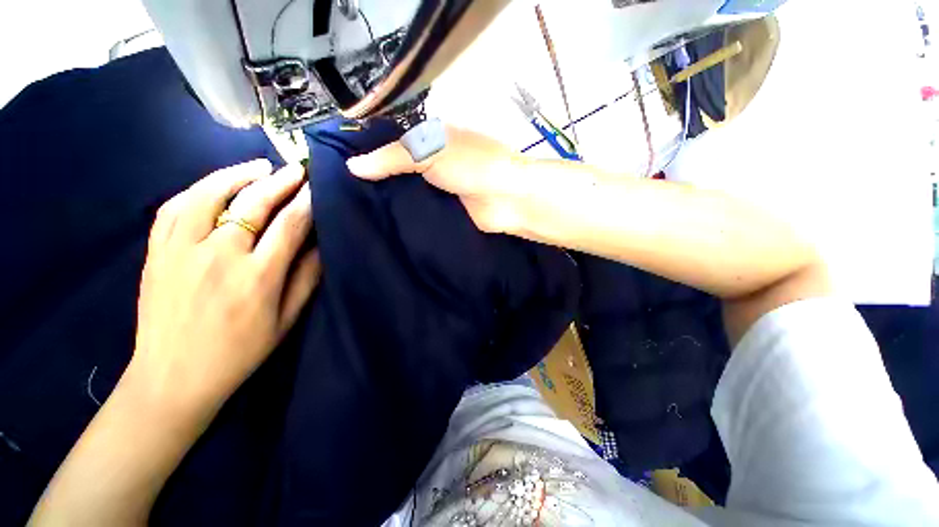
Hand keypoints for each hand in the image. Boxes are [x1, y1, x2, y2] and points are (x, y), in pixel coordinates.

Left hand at [131, 159, 320, 418]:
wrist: (173, 376)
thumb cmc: (239, 352)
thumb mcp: (286, 321)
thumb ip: (306, 279)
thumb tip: (321, 246)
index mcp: (257, 277)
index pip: (290, 225)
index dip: (307, 202)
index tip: (318, 187)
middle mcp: (220, 255)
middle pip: (254, 203)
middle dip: (280, 181)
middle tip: (295, 169)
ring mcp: (182, 250)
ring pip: (210, 195)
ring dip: (238, 175)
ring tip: (259, 166)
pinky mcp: (157, 252)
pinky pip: (174, 207)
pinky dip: (197, 189)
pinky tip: (214, 183)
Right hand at [347, 125, 531, 233]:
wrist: (507, 199)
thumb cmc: (472, 165)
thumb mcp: (430, 151)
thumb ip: (393, 158)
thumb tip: (352, 167)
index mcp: (432, 140)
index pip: (393, 142)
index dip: (369, 152)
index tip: (339, 165)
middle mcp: (434, 163)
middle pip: (399, 171)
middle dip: (376, 181)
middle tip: (342, 194)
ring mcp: (440, 189)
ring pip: (408, 193)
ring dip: (389, 201)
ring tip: (355, 211)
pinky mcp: (445, 212)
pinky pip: (420, 212)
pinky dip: (405, 217)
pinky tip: (382, 224)